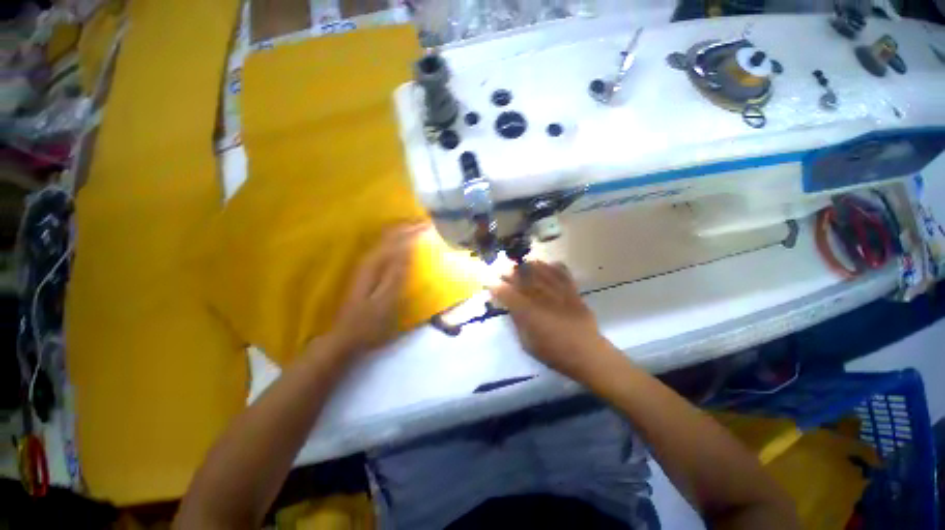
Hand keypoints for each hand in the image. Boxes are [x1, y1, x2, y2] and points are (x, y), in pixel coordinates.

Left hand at [328, 224, 424, 356]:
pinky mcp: (367, 271)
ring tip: (418, 229)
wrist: (345, 337)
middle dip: (409, 227)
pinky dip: (396, 242)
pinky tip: (403, 244)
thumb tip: (408, 248)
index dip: (413, 230)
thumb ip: (397, 273)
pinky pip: (384, 248)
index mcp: (375, 264)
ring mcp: (366, 265)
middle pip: (390, 236)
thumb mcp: (387, 300)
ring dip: (402, 232)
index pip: (397, 239)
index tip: (430, 225)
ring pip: (386, 240)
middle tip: (427, 224)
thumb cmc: (370, 322)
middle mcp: (369, 259)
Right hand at [490, 261, 614, 380]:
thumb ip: (517, 321)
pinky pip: (560, 271)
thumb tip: (509, 306)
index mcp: (527, 312)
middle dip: (508, 271)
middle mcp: (540, 296)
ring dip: (526, 265)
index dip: (494, 286)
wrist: (586, 353)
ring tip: (520, 265)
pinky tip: (544, 265)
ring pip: (539, 269)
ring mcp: (557, 290)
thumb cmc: (553, 352)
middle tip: (501, 271)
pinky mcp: (571, 289)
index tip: (489, 283)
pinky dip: (550, 265)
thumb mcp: (527, 342)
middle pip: (520, 276)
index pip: (505, 292)